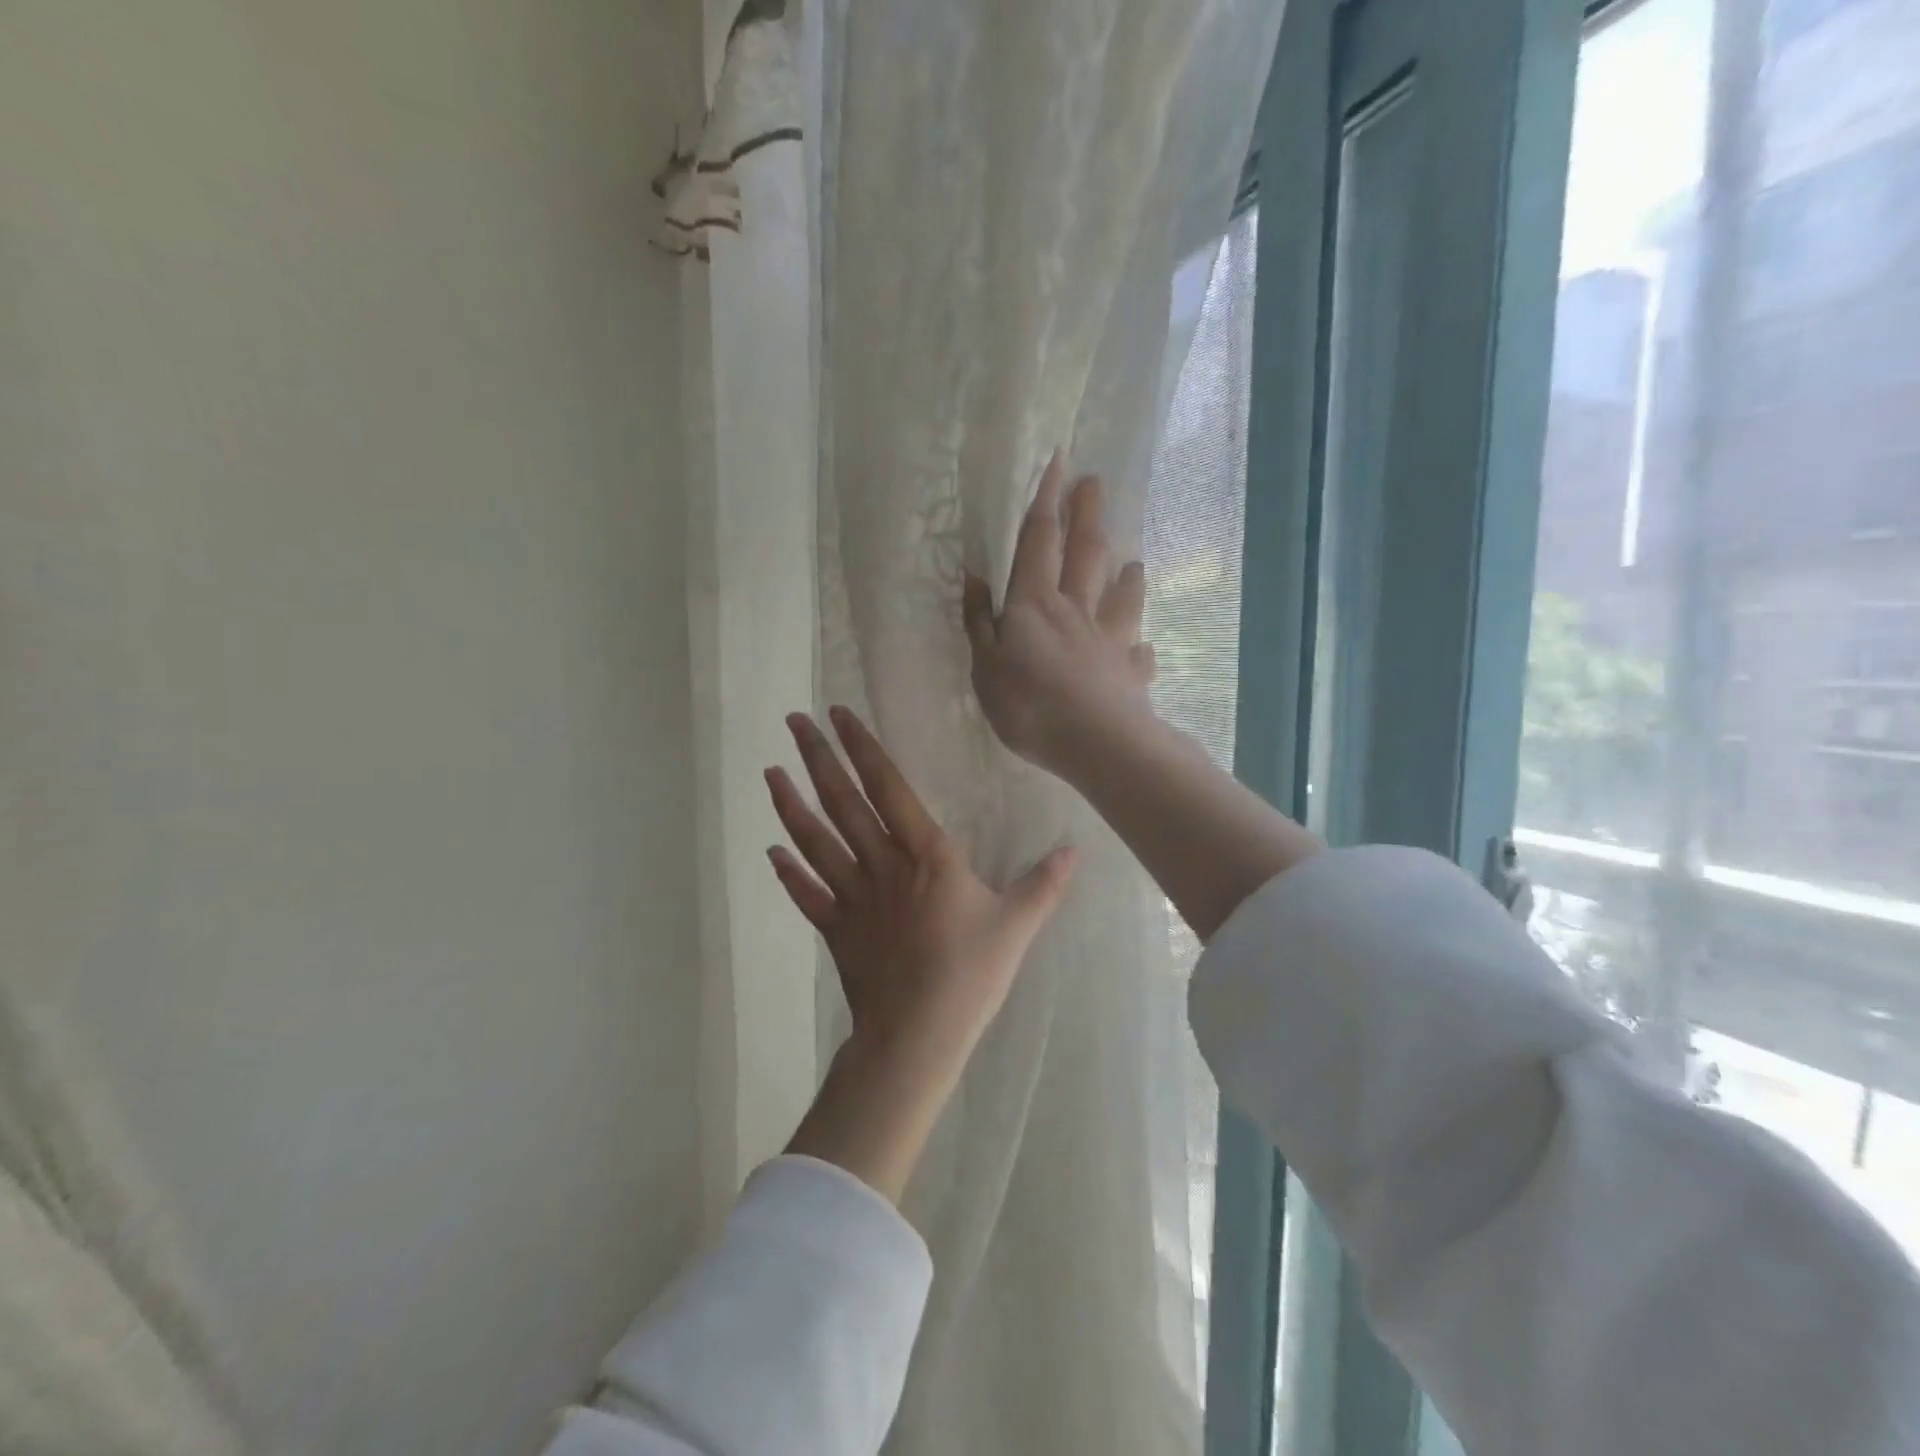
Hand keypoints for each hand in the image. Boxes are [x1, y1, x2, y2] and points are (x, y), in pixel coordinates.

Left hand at [765, 707, 1075, 1199]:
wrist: (917, 1034)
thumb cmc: (970, 974)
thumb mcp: (1017, 924)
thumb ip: (1044, 883)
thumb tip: (1075, 850)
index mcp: (926, 854)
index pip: (888, 787)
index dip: (863, 748)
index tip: (838, 715)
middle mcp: (882, 864)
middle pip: (843, 803)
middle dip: (818, 759)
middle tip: (794, 722)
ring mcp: (853, 896)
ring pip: (816, 841)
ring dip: (791, 804)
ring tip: (770, 772)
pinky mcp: (835, 929)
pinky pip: (807, 893)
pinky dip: (788, 871)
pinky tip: (771, 851)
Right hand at [963, 452, 1157, 782]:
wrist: (1094, 742)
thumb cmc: (1027, 704)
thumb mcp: (984, 666)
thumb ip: (979, 622)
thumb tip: (977, 579)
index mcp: (1035, 604)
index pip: (1039, 541)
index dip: (1046, 501)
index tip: (1058, 462)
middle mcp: (1077, 611)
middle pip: (1085, 554)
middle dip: (1088, 516)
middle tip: (1095, 483)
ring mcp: (1110, 640)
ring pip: (1122, 597)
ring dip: (1127, 576)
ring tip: (1132, 562)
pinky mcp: (1131, 673)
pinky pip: (1138, 654)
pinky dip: (1140, 649)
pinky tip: (1143, 650)